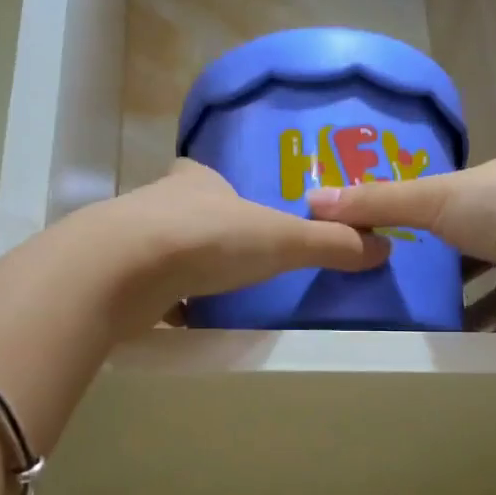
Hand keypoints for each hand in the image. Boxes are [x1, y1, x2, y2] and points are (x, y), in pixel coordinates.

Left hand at [94, 160, 389, 330]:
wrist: (123, 270)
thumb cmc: (208, 240)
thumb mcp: (282, 241)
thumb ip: (330, 244)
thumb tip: (384, 248)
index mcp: (196, 182)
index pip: (205, 175)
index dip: (220, 189)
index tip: (236, 209)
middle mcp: (158, 203)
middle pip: (182, 212)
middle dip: (202, 233)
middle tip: (230, 258)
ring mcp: (129, 240)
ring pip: (159, 250)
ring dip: (179, 267)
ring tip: (208, 291)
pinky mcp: (111, 278)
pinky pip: (142, 289)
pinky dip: (158, 302)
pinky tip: (177, 319)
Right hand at [306, 158, 495, 334]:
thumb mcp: (432, 197)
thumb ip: (377, 201)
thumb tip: (312, 200)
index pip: (450, 201)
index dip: (417, 213)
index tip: (380, 230)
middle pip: (465, 246)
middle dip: (433, 263)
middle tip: (383, 280)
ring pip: (482, 287)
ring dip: (452, 301)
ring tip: (401, 316)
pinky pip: (494, 322)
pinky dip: (470, 331)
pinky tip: (436, 342)